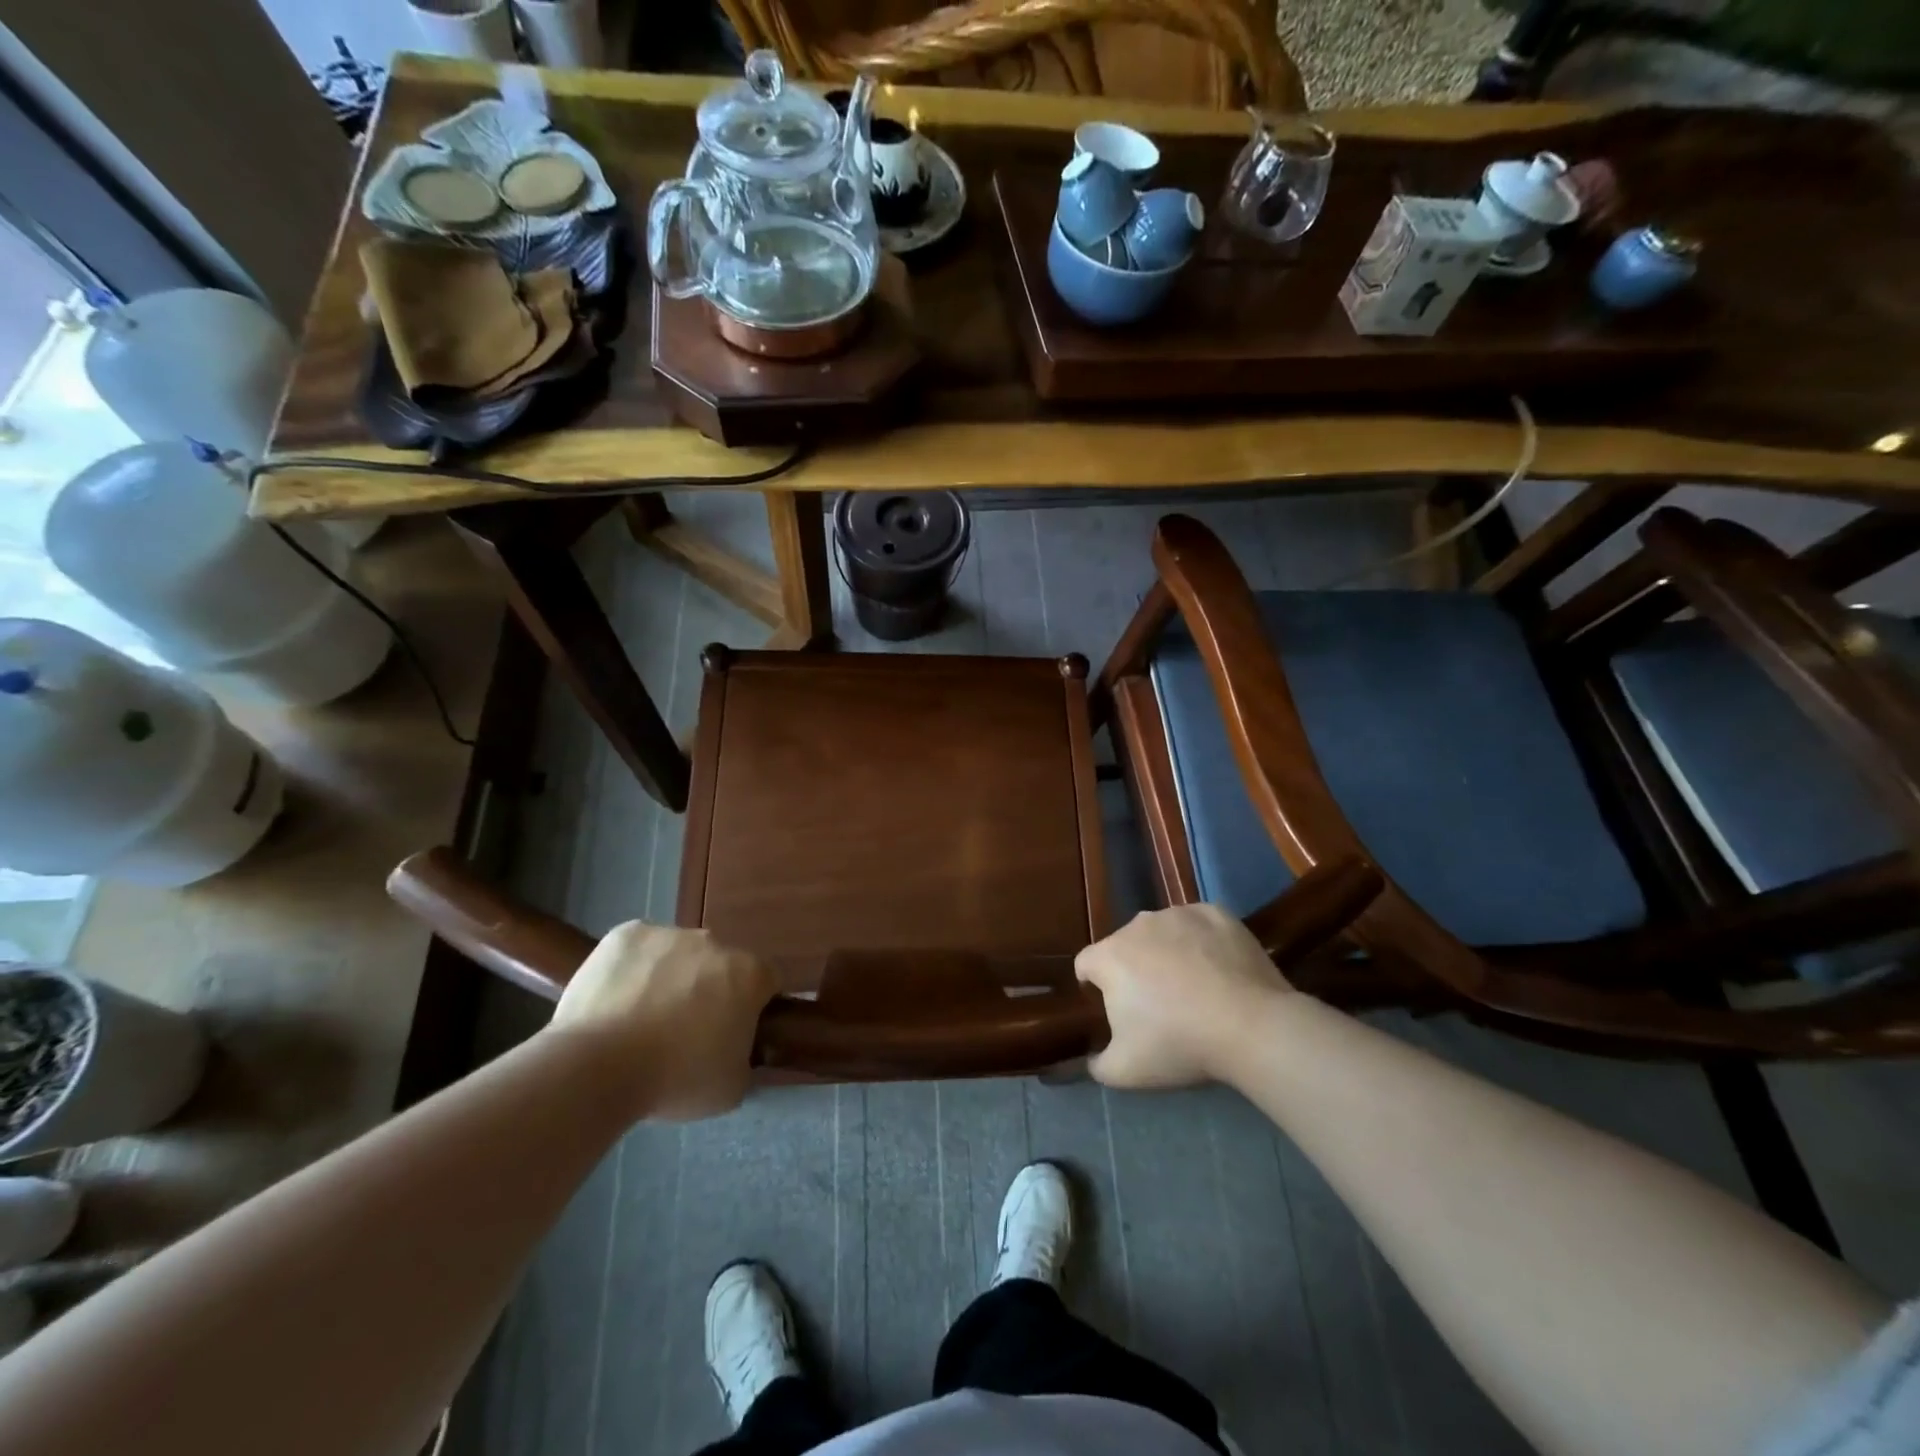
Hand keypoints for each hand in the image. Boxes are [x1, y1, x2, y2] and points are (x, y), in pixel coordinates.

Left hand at [551, 924, 776, 1120]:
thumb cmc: (675, 1080)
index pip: (767, 980)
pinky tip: (616, 1002)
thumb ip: (745, 1058)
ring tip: (641, 1020)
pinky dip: (633, 969)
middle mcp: (715, 942)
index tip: (734, 1032)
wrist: (597, 1067)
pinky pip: (639, 949)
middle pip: (720, 964)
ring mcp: (669, 933)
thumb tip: (736, 1049)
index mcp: (748, 974)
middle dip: (709, 989)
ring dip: (671, 977)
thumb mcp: (732, 1087)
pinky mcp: (626, 934)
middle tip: (685, 1031)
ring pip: (678, 954)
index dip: (754, 1005)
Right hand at [1075, 904, 1288, 1088]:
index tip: (1114, 1008)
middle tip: (1157, 1004)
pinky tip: (1219, 969)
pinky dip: (1201, 942)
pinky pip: (1197, 925)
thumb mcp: (1125, 1071)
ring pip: (1161, 932)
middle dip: (1134, 969)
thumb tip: (1091, 1058)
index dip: (1094, 986)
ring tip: (1193, 986)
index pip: (1086, 964)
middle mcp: (1138, 925)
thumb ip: (1097, 1064)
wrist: (1250, 1025)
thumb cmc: (1179, 1044)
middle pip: (1125, 946)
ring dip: (1166, 952)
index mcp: (1109, 956)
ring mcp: (1178, 914)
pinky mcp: (1215, 913)